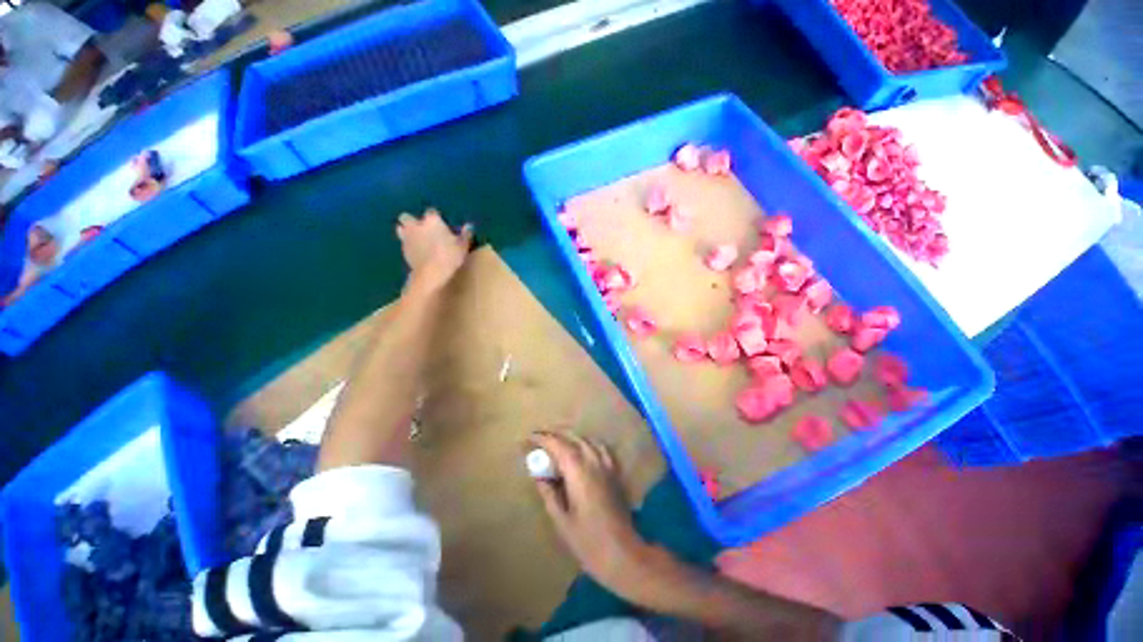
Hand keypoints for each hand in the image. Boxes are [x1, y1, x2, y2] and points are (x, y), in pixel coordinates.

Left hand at [396, 208, 472, 294]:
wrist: (431, 273)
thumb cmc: (449, 256)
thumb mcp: (463, 246)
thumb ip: (465, 235)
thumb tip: (469, 226)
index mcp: (432, 221)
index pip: (432, 212)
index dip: (436, 217)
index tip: (441, 224)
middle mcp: (416, 225)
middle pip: (407, 217)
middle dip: (412, 221)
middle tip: (423, 229)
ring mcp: (407, 238)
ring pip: (400, 228)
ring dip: (406, 231)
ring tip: (416, 239)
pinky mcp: (403, 250)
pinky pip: (404, 243)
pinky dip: (409, 245)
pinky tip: (417, 252)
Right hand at [530, 432, 656, 599]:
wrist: (623, 553)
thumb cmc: (588, 541)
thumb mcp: (561, 520)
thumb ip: (549, 494)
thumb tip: (539, 476)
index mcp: (577, 471)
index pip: (557, 445)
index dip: (542, 439)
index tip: (528, 439)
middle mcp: (593, 461)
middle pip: (572, 437)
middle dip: (554, 435)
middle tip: (539, 440)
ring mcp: (606, 465)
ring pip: (586, 440)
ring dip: (570, 437)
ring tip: (557, 443)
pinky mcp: (615, 472)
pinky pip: (600, 448)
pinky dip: (587, 444)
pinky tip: (582, 451)